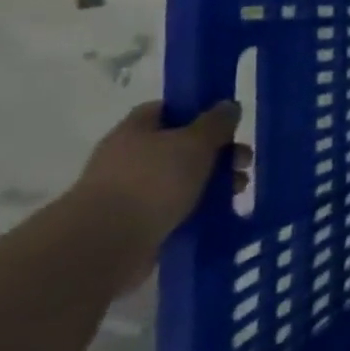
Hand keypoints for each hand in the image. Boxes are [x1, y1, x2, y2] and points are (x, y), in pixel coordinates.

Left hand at [73, 102, 247, 261]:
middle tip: (243, 163)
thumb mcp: (195, 142)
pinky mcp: (135, 222)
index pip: (167, 110)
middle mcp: (129, 157)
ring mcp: (129, 191)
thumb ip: (216, 122)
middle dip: (217, 153)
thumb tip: (228, 106)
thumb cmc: (153, 181)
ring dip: (212, 181)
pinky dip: (197, 207)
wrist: (106, 244)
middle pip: (180, 146)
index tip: (227, 124)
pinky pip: (175, 207)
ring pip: (181, 178)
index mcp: (135, 130)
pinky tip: (218, 211)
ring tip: (237, 192)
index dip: (198, 112)